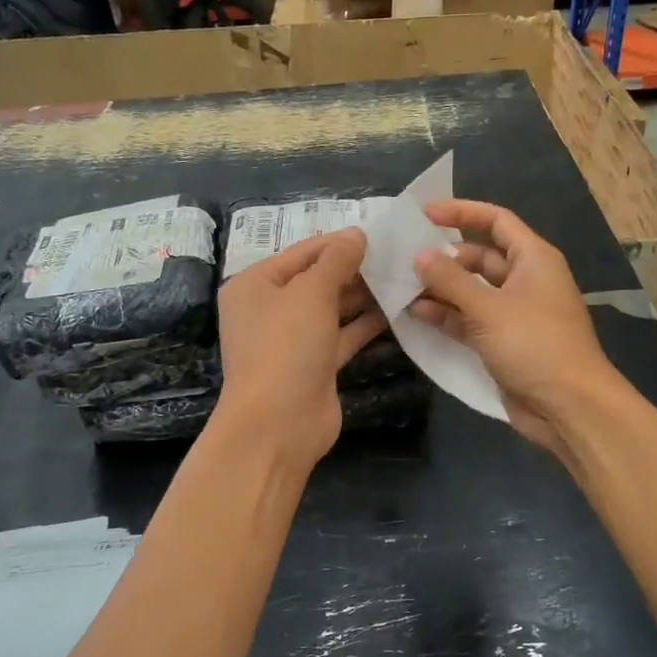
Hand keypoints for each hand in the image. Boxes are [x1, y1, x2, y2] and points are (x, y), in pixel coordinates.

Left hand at [215, 228, 386, 473]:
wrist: (279, 424)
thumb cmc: (286, 346)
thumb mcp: (311, 293)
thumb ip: (336, 261)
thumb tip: (356, 234)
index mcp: (254, 285)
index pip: (302, 252)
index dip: (338, 242)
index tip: (378, 233)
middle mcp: (269, 310)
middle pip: (316, 280)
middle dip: (354, 269)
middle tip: (397, 255)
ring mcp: (292, 340)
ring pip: (331, 309)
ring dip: (363, 296)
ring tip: (402, 277)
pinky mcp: (315, 365)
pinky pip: (342, 336)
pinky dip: (365, 324)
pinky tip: (396, 310)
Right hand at [409, 200, 622, 453]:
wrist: (568, 405)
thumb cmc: (535, 345)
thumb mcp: (489, 308)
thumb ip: (450, 281)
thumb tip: (419, 256)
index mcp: (533, 259)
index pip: (496, 221)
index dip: (461, 213)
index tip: (424, 215)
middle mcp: (524, 280)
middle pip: (479, 258)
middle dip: (443, 259)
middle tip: (404, 260)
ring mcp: (513, 313)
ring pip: (471, 291)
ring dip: (440, 290)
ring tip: (401, 288)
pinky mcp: (503, 342)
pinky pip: (470, 320)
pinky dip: (446, 316)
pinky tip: (415, 315)